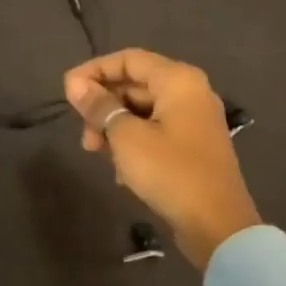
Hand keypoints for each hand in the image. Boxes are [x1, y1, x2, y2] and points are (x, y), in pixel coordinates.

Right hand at [63, 48, 260, 270]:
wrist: (218, 226)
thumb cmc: (170, 172)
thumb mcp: (126, 137)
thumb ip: (99, 106)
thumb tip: (74, 83)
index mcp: (178, 80)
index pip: (128, 59)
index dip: (94, 70)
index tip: (68, 92)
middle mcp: (190, 92)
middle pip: (135, 84)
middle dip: (103, 105)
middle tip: (83, 132)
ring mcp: (194, 120)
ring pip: (142, 110)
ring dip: (114, 126)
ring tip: (96, 152)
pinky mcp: (193, 146)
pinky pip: (155, 130)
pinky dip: (133, 142)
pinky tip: (120, 170)